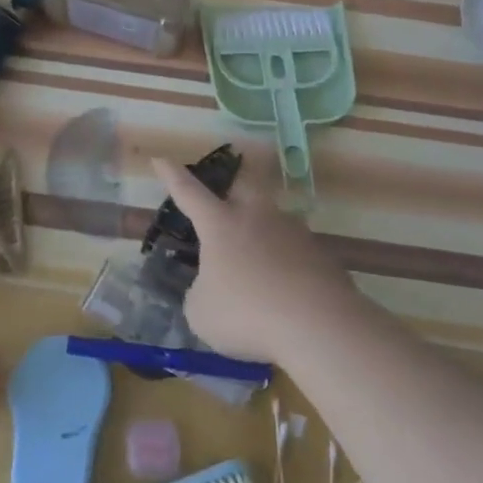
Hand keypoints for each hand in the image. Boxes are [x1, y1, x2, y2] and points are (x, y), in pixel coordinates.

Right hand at [151, 155, 360, 363]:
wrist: (319, 324)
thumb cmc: (247, 313)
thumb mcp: (202, 313)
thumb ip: (200, 293)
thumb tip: (210, 289)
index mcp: (220, 224)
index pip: (189, 192)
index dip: (172, 175)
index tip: (161, 158)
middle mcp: (257, 216)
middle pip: (244, 184)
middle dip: (232, 181)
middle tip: (226, 191)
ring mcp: (293, 231)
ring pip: (273, 217)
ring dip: (263, 229)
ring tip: (257, 259)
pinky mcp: (321, 253)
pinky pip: (296, 250)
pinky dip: (287, 262)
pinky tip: (286, 288)